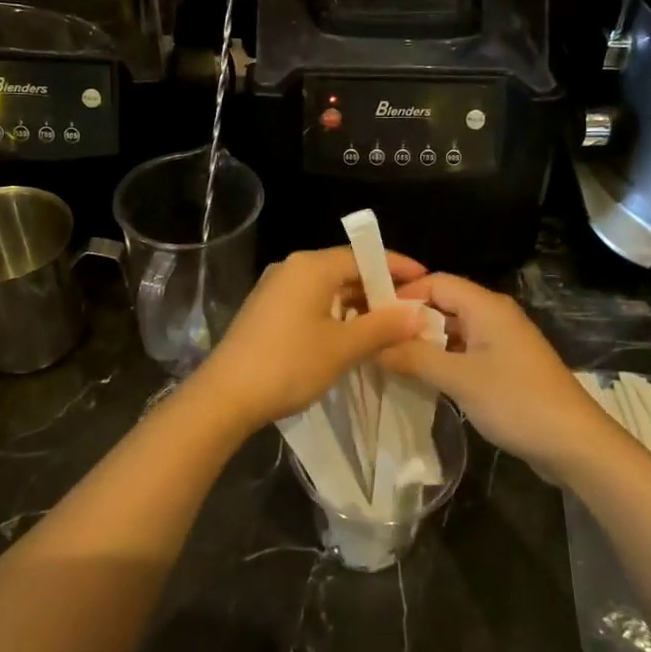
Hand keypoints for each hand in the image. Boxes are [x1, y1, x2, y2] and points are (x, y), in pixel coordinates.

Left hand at [193, 247, 428, 432]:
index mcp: (311, 266)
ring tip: (388, 327)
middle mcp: (293, 267)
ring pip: (328, 287)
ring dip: (358, 304)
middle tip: (410, 311)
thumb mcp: (343, 347)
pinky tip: (351, 335)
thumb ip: (383, 326)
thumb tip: (419, 312)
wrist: (225, 396)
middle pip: (345, 269)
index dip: (397, 268)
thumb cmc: (288, 364)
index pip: (363, 255)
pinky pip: (311, 301)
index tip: (426, 281)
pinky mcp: (268, 309)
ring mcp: (276, 288)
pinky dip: (335, 313)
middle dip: (379, 289)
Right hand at [378, 273, 608, 474]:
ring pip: (452, 331)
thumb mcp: (460, 379)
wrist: (576, 444)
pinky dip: (441, 360)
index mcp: (486, 306)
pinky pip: (464, 352)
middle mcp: (493, 315)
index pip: (435, 282)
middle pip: (442, 304)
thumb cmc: (518, 401)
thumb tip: (374, 346)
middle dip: (408, 320)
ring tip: (388, 360)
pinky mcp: (504, 367)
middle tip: (373, 340)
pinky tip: (420, 378)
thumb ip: (415, 358)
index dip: (402, 294)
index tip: (370, 316)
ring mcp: (501, 342)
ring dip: (423, 343)